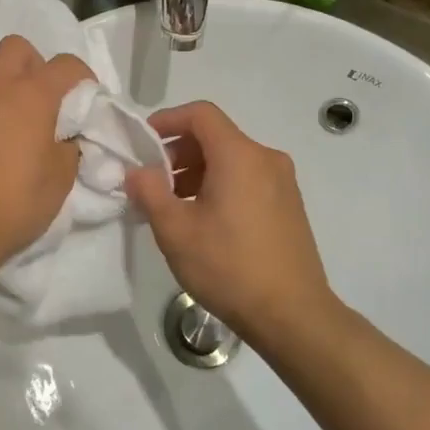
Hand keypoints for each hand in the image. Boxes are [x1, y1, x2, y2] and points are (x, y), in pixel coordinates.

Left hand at [0, 36, 93, 282]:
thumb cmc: (13, 206)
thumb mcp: (59, 182)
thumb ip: (68, 148)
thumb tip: (64, 138)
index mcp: (32, 96)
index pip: (67, 64)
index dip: (81, 77)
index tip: (83, 98)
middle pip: (16, 47)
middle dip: (32, 65)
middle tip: (36, 97)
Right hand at [125, 101, 342, 352]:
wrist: (292, 315)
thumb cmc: (228, 267)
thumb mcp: (175, 231)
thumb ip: (149, 192)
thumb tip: (136, 171)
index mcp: (239, 156)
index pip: (201, 114)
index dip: (167, 120)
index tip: (142, 142)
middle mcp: (266, 159)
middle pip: (215, 136)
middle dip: (177, 151)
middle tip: (151, 181)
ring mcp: (282, 182)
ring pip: (231, 159)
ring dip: (196, 171)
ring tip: (172, 205)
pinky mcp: (288, 205)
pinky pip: (247, 179)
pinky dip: (219, 185)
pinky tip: (203, 220)